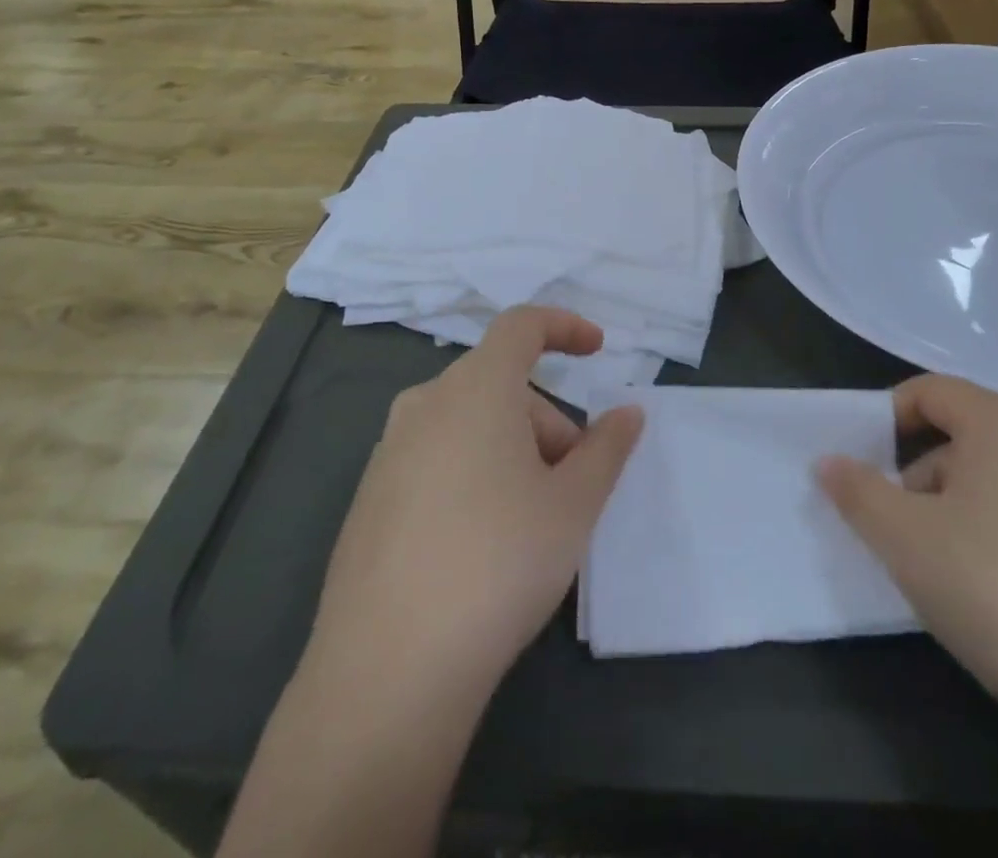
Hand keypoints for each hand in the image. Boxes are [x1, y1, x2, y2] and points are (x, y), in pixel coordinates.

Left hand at [305, 306, 643, 702]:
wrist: (387, 670)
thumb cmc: (499, 563)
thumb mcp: (573, 505)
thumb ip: (607, 448)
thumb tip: (627, 413)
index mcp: (476, 388)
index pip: (522, 325)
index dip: (564, 327)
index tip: (597, 351)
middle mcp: (425, 403)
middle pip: (500, 384)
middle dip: (547, 420)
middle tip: (573, 483)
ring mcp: (389, 450)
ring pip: (469, 422)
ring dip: (512, 448)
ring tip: (531, 518)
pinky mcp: (370, 496)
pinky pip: (436, 457)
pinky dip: (472, 472)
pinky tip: (480, 543)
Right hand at [817, 374, 997, 734]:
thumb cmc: (994, 584)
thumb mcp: (902, 536)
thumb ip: (856, 490)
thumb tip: (828, 463)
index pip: (931, 391)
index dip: (887, 417)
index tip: (862, 461)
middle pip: (964, 436)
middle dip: (920, 474)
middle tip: (895, 525)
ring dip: (957, 509)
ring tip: (940, 568)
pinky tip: (992, 594)